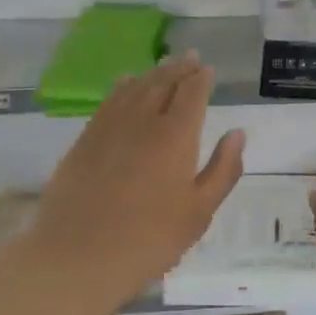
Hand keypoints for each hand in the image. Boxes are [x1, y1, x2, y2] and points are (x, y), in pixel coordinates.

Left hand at [28, 51, 244, 308]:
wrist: (77, 257)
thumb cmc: (149, 239)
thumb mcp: (199, 212)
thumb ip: (223, 169)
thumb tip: (238, 133)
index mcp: (176, 136)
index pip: (192, 94)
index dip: (202, 79)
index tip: (209, 70)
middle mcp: (143, 121)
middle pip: (163, 83)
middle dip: (179, 68)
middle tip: (191, 57)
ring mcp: (109, 127)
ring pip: (135, 87)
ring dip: (153, 73)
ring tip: (165, 65)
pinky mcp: (85, 140)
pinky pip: (109, 101)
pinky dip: (123, 86)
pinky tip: (126, 84)